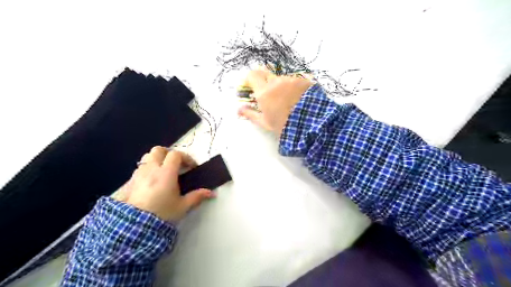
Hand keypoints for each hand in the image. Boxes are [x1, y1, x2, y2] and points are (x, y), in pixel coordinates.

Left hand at [115, 146, 213, 221]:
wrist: (136, 226)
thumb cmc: (162, 213)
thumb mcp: (183, 206)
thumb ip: (197, 196)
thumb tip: (211, 193)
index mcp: (166, 173)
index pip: (176, 155)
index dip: (186, 158)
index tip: (191, 167)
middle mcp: (152, 169)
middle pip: (159, 150)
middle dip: (169, 153)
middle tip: (176, 164)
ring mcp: (140, 174)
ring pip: (147, 157)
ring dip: (157, 159)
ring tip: (163, 170)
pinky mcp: (131, 181)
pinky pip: (140, 168)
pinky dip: (148, 169)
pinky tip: (152, 180)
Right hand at [237, 69, 313, 136]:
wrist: (311, 125)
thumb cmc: (284, 126)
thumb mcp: (265, 122)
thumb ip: (250, 114)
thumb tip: (238, 109)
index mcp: (264, 92)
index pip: (252, 75)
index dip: (249, 79)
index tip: (250, 86)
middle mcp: (275, 82)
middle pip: (264, 72)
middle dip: (262, 80)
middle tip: (265, 92)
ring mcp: (290, 79)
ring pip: (279, 78)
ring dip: (278, 85)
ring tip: (285, 99)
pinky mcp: (302, 80)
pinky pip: (292, 80)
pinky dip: (291, 87)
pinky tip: (296, 98)